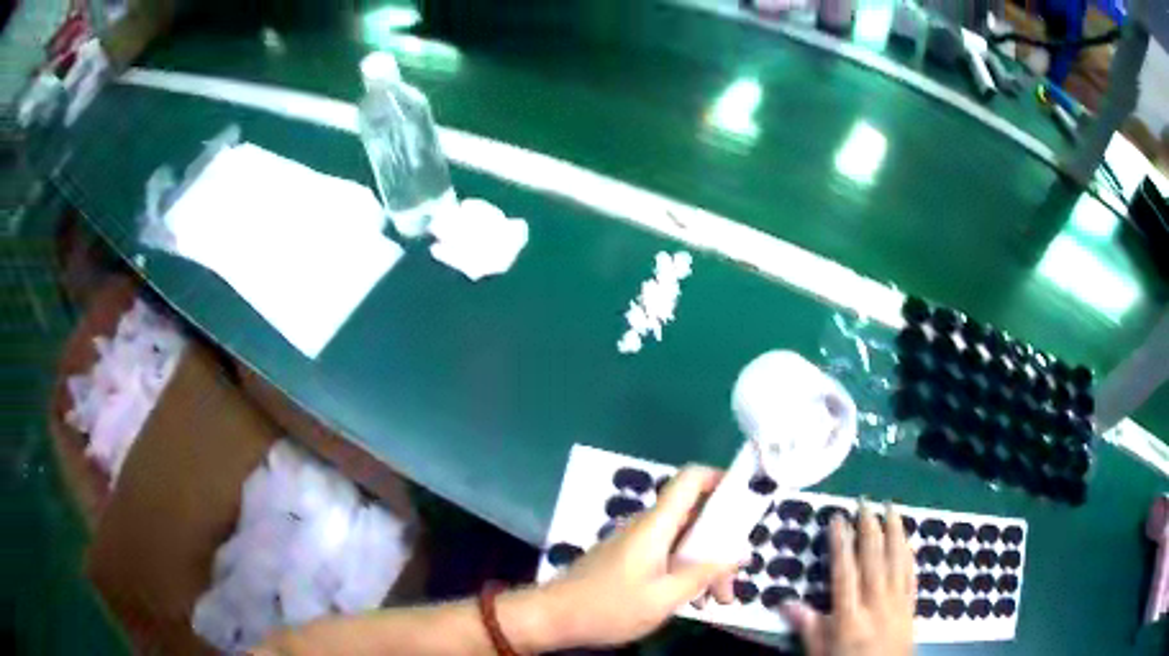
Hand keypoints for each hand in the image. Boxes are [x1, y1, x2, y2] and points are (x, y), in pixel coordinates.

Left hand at [531, 466, 739, 647]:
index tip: (746, 502)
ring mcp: (639, 543)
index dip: (721, 478)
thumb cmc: (608, 607)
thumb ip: (702, 575)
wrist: (553, 617)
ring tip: (717, 600)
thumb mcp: (664, 598)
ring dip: (706, 566)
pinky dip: (687, 573)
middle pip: (697, 517)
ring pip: (686, 542)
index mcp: (656, 525)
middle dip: (722, 545)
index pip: (691, 479)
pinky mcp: (631, 560)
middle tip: (732, 582)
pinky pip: (669, 556)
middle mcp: (649, 527)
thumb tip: (735, 555)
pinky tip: (693, 601)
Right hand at [782, 501, 915, 655]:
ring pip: (897, 561)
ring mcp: (897, 603)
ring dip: (894, 532)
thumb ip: (808, 628)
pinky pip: (912, 574)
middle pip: (874, 560)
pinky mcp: (911, 606)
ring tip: (891, 508)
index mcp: (850, 617)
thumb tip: (785, 603)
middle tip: (865, 502)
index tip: (837, 519)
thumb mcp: (820, 654)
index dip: (840, 544)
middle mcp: (876, 604)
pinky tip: (909, 540)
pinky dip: (910, 554)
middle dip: (869, 528)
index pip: (844, 573)